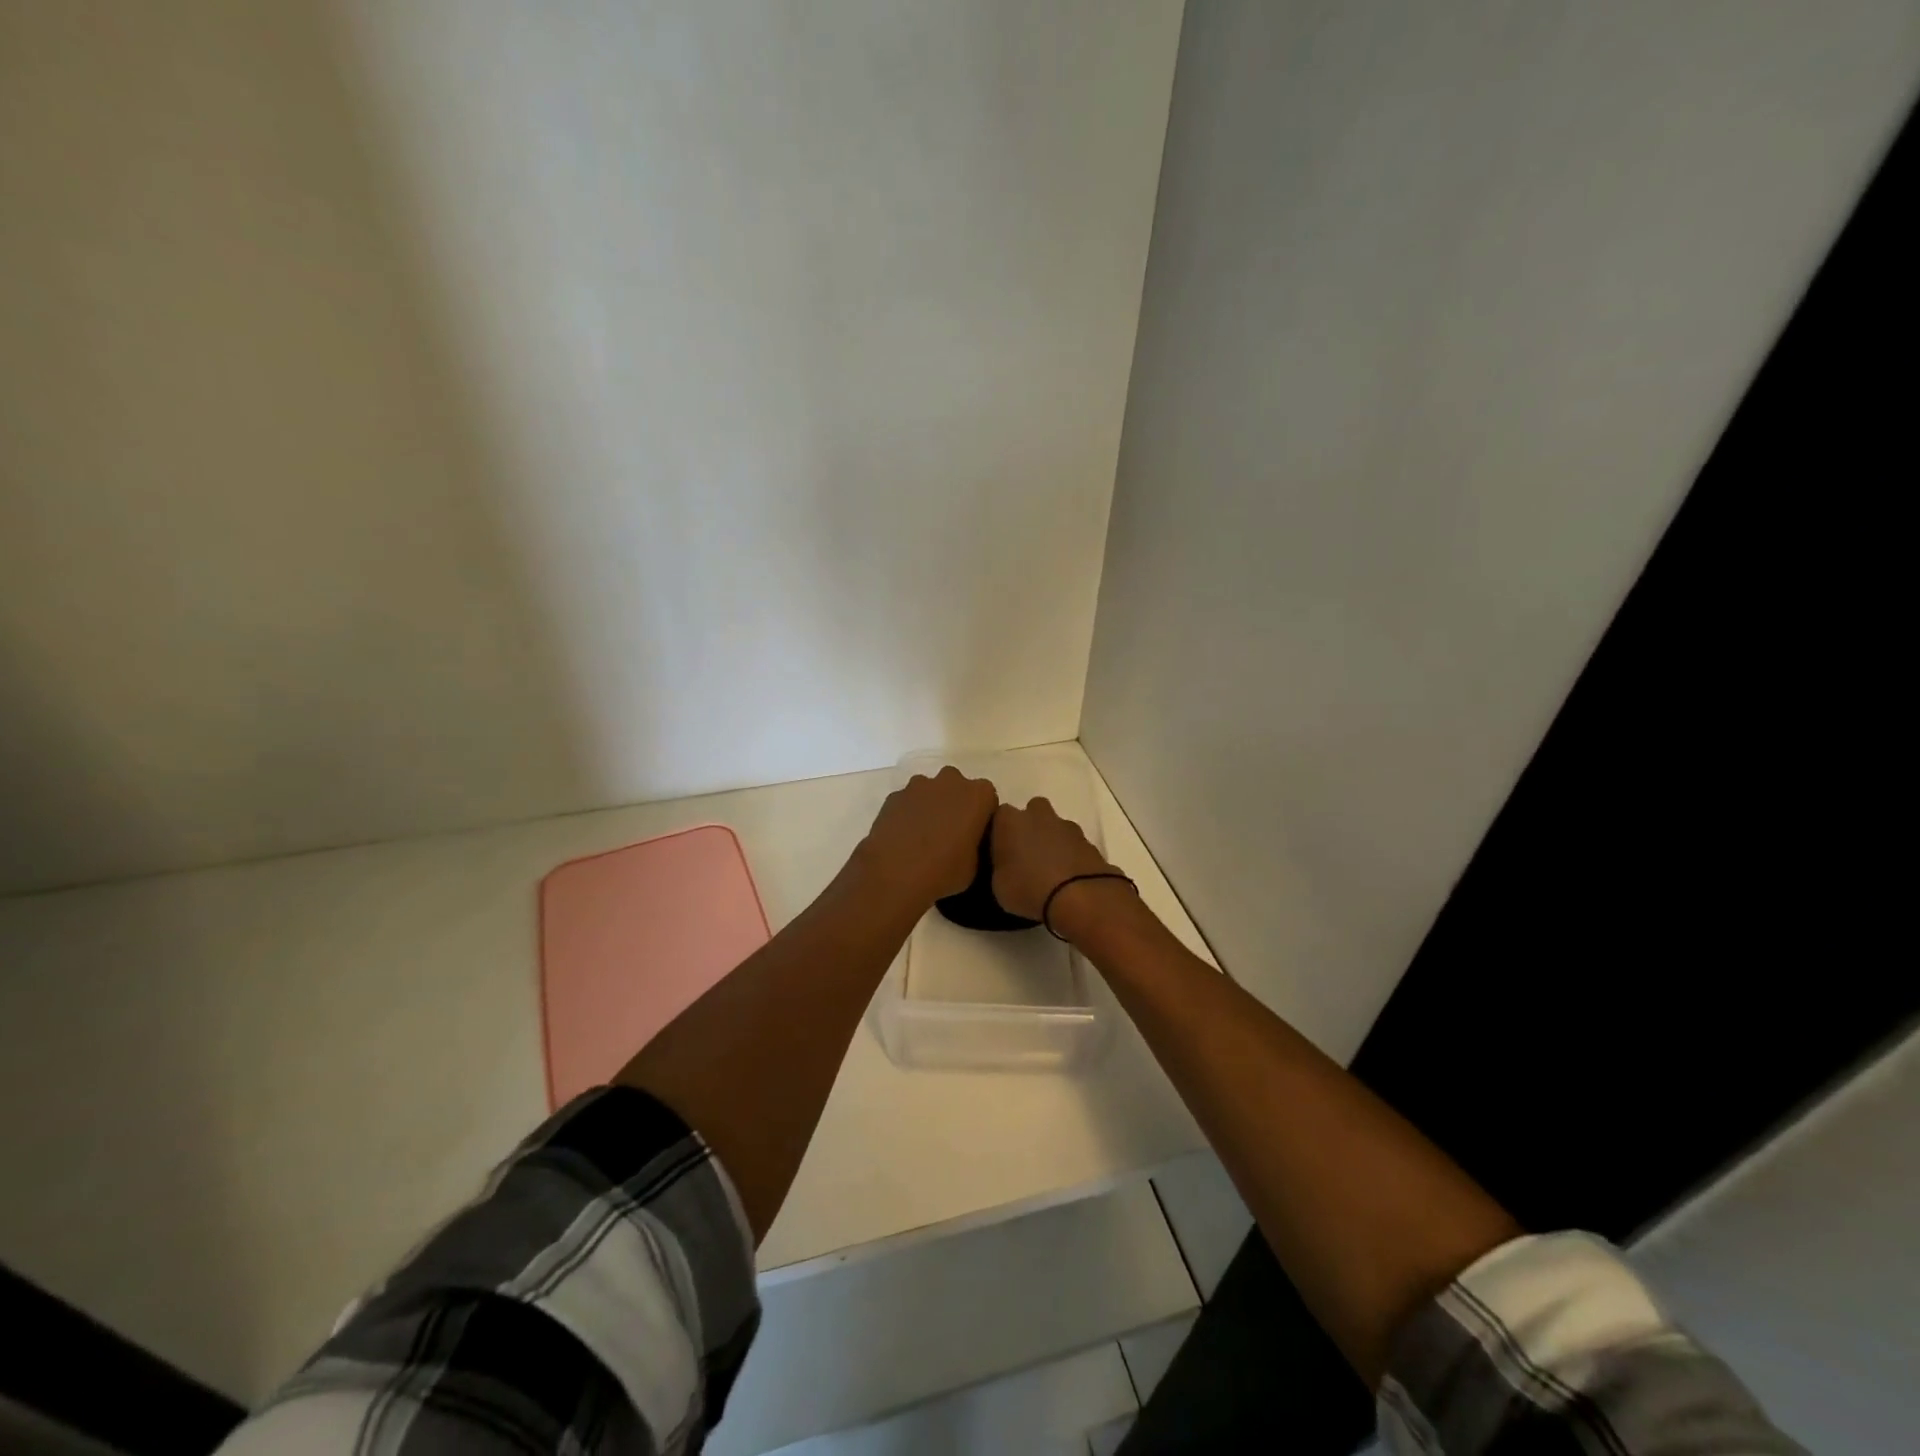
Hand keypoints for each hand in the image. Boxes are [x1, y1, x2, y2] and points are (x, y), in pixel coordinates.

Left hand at [854, 767, 997, 908]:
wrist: (894, 875)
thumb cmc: (944, 871)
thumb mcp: (976, 865)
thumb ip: (977, 843)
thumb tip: (968, 842)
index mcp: (978, 795)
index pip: (988, 799)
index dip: (982, 818)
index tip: (975, 836)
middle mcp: (951, 781)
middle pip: (959, 788)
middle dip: (956, 806)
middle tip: (951, 835)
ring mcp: (919, 785)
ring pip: (931, 792)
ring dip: (932, 807)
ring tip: (924, 838)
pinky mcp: (894, 796)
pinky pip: (909, 801)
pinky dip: (909, 814)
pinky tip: (904, 838)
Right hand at [990, 797, 1118, 922]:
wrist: (1080, 896)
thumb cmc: (1029, 888)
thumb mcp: (999, 886)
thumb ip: (1000, 867)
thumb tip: (1007, 865)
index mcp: (1010, 821)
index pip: (999, 816)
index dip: (1000, 832)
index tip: (1000, 851)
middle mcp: (1038, 815)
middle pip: (1032, 811)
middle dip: (1030, 827)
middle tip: (1027, 854)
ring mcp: (1067, 826)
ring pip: (1056, 826)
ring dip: (1053, 841)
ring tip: (1050, 870)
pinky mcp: (1090, 842)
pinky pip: (1074, 845)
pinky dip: (1071, 855)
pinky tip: (1069, 877)